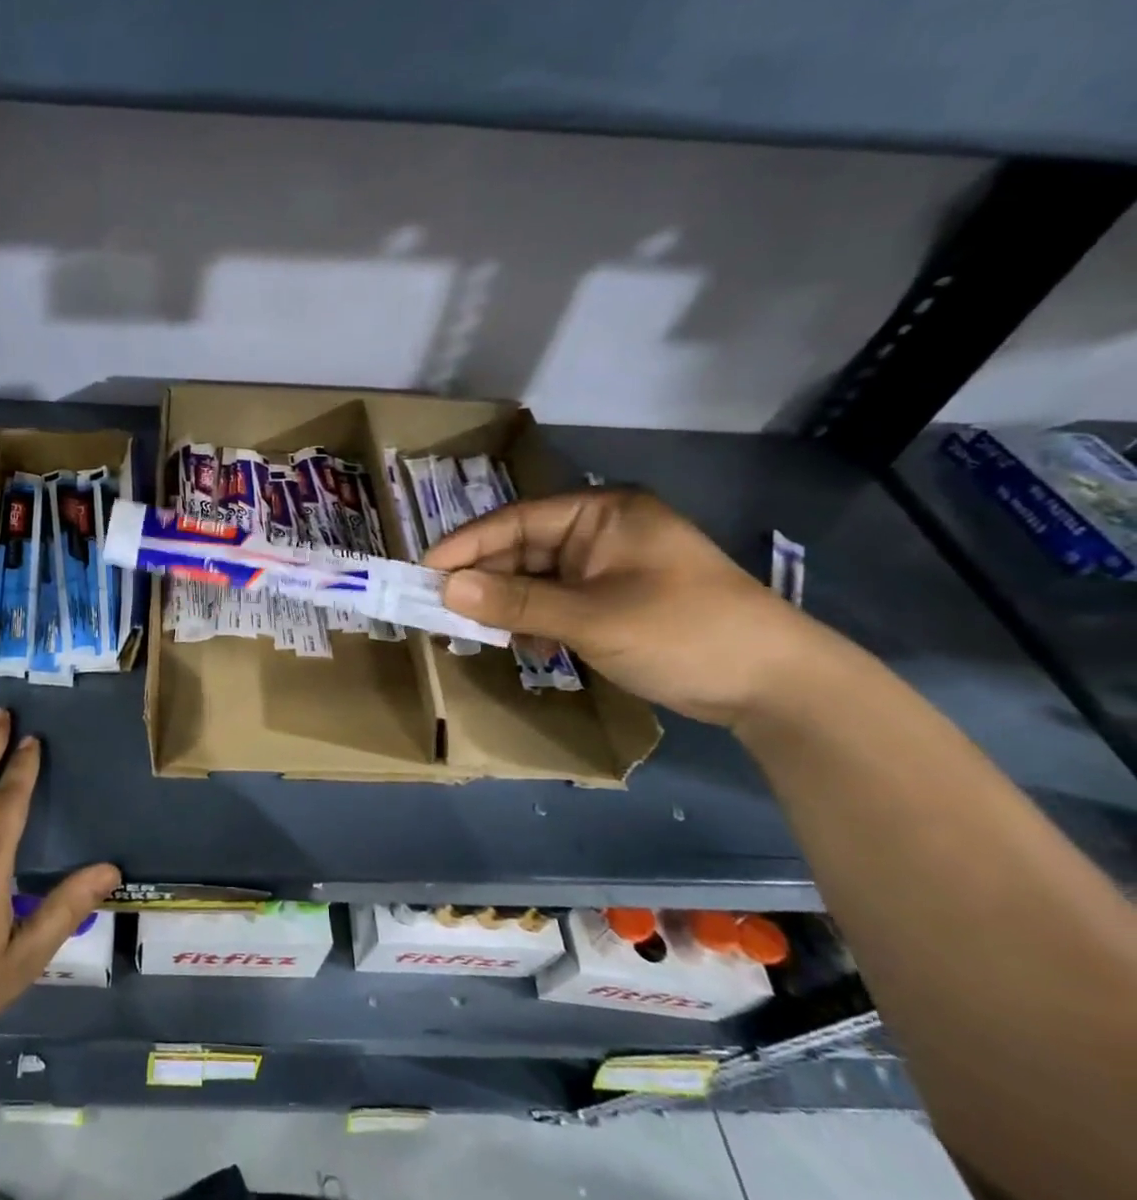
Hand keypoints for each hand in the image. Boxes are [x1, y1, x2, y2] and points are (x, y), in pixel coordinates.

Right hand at [423, 489, 825, 725]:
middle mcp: (600, 532)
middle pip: (521, 550)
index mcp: (601, 514)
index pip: (515, 521)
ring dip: (508, 607)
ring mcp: (607, 567)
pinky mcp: (613, 600)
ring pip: (535, 580)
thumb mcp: (592, 618)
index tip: (424, 573)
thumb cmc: (684, 632)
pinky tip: (531, 648)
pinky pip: (555, 603)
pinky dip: (535, 623)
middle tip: (443, 611)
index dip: (466, 546)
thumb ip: (516, 603)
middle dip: (485, 582)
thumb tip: (445, 589)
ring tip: (483, 635)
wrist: (776, 685)